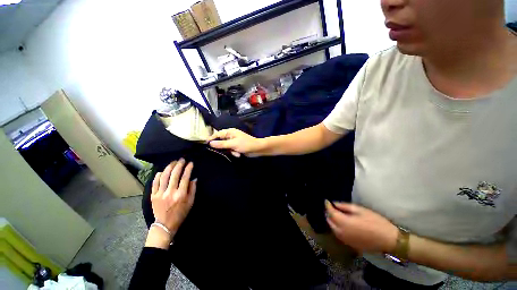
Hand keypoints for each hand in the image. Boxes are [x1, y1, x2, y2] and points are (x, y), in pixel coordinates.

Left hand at [146, 159, 196, 248]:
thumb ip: (193, 189)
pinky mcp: (153, 195)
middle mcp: (170, 192)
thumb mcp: (191, 202)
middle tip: (181, 159)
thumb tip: (194, 178)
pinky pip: (155, 182)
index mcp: (181, 194)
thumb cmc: (181, 213)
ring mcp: (160, 193)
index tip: (190, 163)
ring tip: (173, 162)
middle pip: (174, 174)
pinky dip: (158, 175)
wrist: (165, 224)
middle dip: (179, 165)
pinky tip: (162, 171)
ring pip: (164, 176)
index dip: (188, 168)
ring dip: (169, 167)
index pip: (185, 177)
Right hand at [208, 128, 263, 156]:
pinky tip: (238, 154)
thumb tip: (210, 143)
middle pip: (220, 141)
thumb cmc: (245, 144)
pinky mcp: (236, 147)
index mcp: (230, 132)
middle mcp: (230, 136)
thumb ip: (221, 144)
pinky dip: (234, 153)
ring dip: (230, 151)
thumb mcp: (233, 144)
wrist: (257, 149)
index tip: (205, 144)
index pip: (217, 134)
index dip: (211, 138)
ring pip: (225, 147)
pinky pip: (230, 150)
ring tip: (236, 153)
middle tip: (225, 151)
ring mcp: (233, 142)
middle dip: (223, 148)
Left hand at [325, 200, 397, 253]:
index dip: (327, 205)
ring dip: (332, 220)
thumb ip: (344, 206)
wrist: (389, 240)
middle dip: (329, 213)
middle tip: (331, 207)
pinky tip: (341, 223)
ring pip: (333, 228)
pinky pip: (338, 235)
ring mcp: (345, 240)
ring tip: (335, 214)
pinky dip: (336, 228)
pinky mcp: (350, 245)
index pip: (330, 212)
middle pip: (329, 221)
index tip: (327, 201)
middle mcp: (341, 232)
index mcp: (343, 223)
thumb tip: (334, 204)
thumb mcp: (360, 210)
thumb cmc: (376, 222)